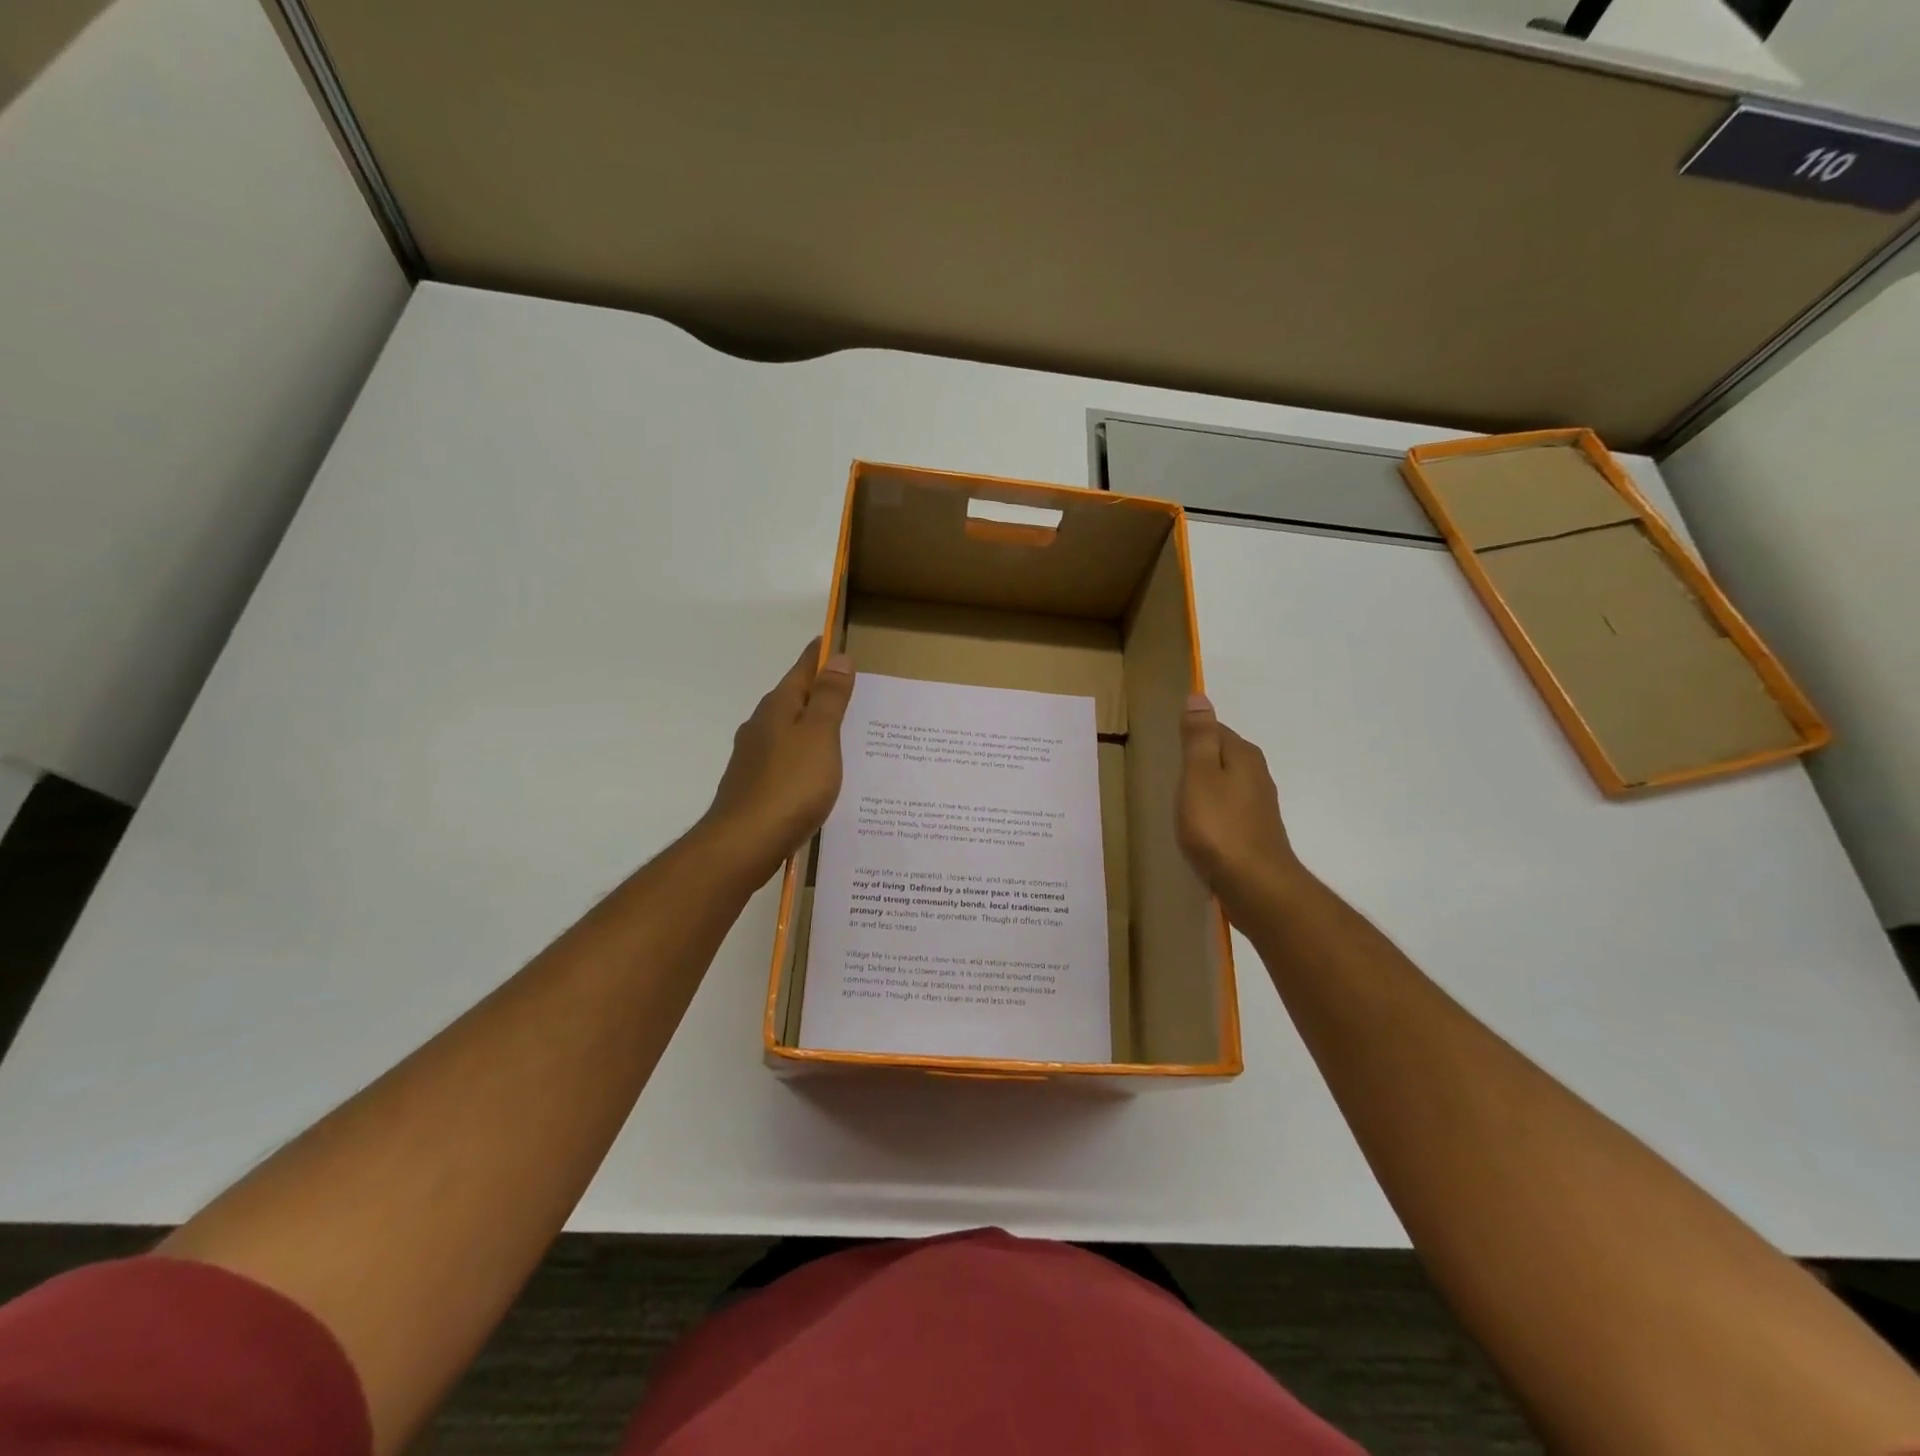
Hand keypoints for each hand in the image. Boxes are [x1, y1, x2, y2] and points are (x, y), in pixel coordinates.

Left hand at [700, 640, 854, 882]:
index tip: (837, 643)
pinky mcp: (755, 786)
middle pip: (794, 699)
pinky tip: (818, 774)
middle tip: (852, 692)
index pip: (802, 669)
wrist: (744, 842)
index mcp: (778, 707)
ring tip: (843, 734)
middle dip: (819, 693)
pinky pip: (786, 760)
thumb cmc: (790, 784)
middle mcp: (761, 726)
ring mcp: (754, 757)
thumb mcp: (820, 736)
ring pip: (789, 732)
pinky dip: (805, 757)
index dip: (822, 656)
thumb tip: (837, 658)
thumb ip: (829, 698)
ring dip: (812, 727)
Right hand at [1176, 693, 1304, 913]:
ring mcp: (1258, 807)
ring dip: (1204, 788)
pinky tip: (1196, 827)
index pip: (1214, 729)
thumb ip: (1197, 738)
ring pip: (1225, 785)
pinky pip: (1227, 811)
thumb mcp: (1199, 776)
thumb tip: (1199, 697)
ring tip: (1177, 799)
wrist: (1255, 886)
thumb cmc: (1219, 827)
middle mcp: (1257, 775)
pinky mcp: (1254, 833)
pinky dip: (1211, 813)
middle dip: (1197, 760)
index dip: (1190, 734)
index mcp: (1243, 756)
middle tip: (1166, 771)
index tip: (1166, 746)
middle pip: (1221, 756)